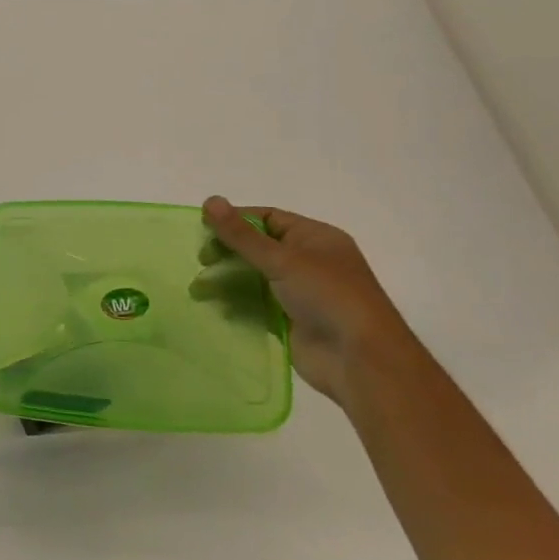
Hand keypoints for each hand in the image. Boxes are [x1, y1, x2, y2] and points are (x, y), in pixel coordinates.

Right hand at [201, 198, 417, 408]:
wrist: (359, 360)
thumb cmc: (327, 296)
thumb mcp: (282, 259)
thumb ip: (241, 234)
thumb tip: (209, 200)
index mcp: (315, 238)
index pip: (268, 218)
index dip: (235, 221)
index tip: (204, 229)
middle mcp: (309, 261)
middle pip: (258, 248)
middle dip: (228, 252)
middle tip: (202, 260)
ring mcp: (301, 293)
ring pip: (255, 278)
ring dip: (227, 280)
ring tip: (199, 289)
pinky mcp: (291, 321)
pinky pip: (257, 305)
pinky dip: (236, 304)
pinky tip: (215, 307)